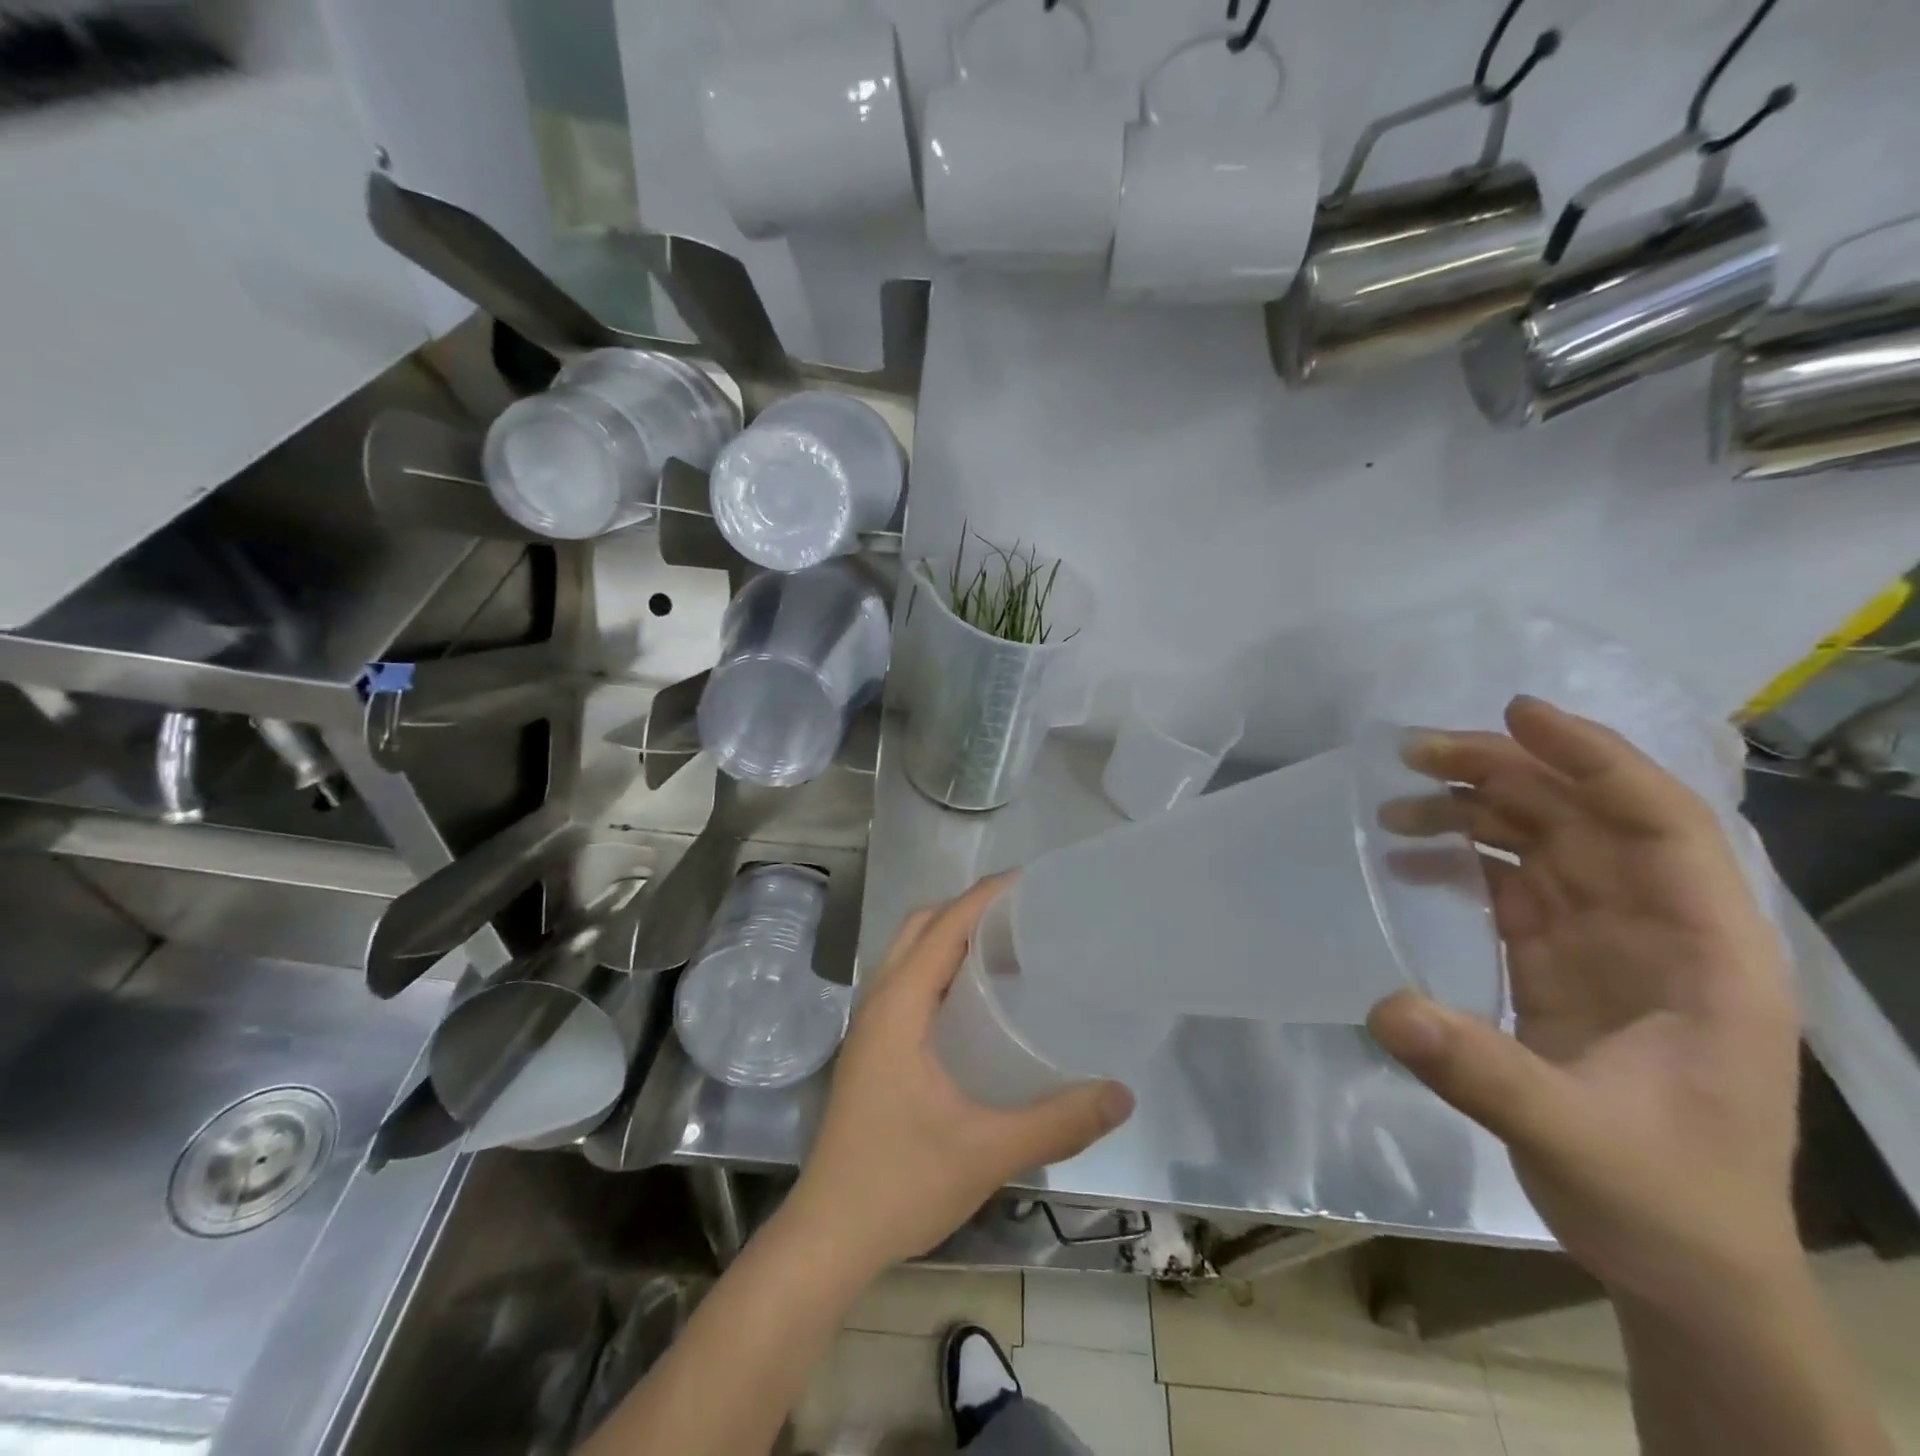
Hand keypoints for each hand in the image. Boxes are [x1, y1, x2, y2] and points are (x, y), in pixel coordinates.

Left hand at [782, 877, 1135, 1281]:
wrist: (828, 1235)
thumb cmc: (901, 1182)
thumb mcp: (987, 1151)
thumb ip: (1058, 1121)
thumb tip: (1122, 1094)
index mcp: (899, 1006)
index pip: (944, 926)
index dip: (984, 896)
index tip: (1029, 881)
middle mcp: (879, 1002)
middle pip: (921, 927)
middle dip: (968, 909)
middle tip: (1024, 918)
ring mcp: (871, 1026)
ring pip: (910, 954)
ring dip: (951, 937)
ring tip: (1008, 950)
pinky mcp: (873, 1049)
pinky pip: (908, 984)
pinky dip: (940, 969)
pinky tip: (978, 1004)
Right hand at [1366, 697, 1801, 1309]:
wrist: (1681, 1262)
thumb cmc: (1665, 1200)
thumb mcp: (1579, 1140)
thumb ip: (1485, 1072)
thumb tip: (1386, 1007)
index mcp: (1709, 954)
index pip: (1663, 826)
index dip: (1596, 761)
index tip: (1516, 716)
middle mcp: (1661, 930)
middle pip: (1588, 819)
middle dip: (1508, 773)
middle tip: (1416, 753)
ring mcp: (1609, 943)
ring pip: (1546, 842)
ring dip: (1478, 808)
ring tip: (1399, 799)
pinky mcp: (1563, 961)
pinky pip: (1513, 884)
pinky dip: (1464, 859)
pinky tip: (1411, 854)